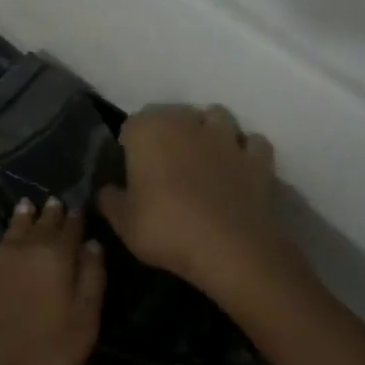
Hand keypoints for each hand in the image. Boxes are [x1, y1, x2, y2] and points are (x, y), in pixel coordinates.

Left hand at [0, 197, 105, 364]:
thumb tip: (93, 244)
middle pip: (40, 227)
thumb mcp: (82, 327)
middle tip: (55, 202)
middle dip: (50, 215)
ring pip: (7, 231)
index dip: (76, 221)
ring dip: (19, 218)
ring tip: (26, 204)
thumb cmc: (36, 359)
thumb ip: (91, 282)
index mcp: (56, 260)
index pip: (70, 233)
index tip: (78, 208)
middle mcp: (22, 250)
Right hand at [95, 104, 288, 302]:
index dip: (131, 145)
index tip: (131, 168)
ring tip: (203, 155)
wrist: (228, 250)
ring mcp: (225, 138)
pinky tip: (238, 167)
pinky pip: (252, 143)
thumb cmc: (165, 228)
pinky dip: (245, 151)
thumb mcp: (122, 222)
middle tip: (164, 163)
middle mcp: (186, 122)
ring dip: (209, 130)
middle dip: (169, 131)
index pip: (132, 124)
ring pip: (216, 117)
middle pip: (174, 114)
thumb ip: (110, 199)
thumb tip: (107, 190)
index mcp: (148, 130)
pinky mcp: (257, 158)